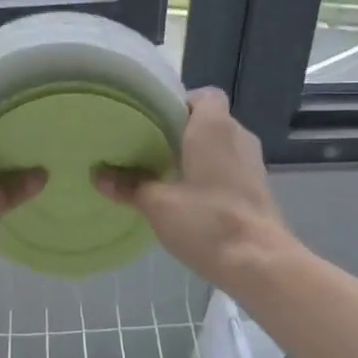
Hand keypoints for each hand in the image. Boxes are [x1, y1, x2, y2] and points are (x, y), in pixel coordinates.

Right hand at [94, 88, 292, 288]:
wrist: (259, 262)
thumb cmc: (207, 220)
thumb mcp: (158, 203)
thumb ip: (129, 185)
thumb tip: (98, 174)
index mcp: (215, 126)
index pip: (204, 95)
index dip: (179, 103)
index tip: (153, 122)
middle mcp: (238, 136)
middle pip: (209, 121)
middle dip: (181, 132)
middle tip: (148, 149)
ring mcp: (252, 163)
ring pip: (220, 146)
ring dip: (196, 156)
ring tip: (164, 174)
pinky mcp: (258, 188)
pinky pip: (230, 168)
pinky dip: (210, 175)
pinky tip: (188, 198)